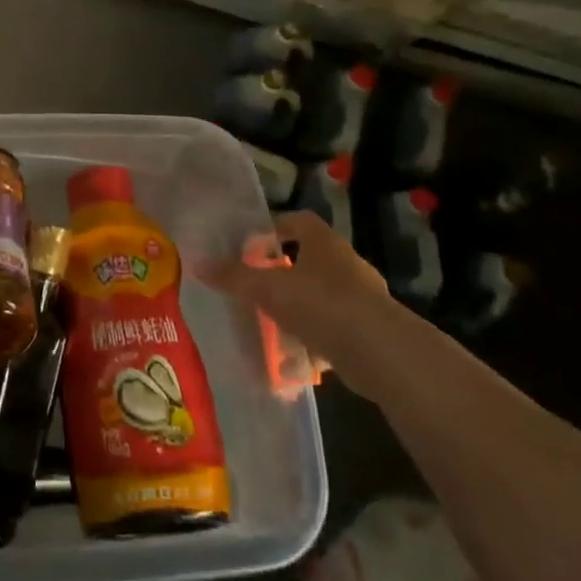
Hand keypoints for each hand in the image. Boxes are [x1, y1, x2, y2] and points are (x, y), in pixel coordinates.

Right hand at [200, 212, 389, 386]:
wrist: (382, 353)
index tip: (251, 246)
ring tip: (270, 326)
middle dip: (281, 274)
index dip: (274, 229)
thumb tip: (198, 263)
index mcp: (324, 242)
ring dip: (297, 310)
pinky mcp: (370, 330)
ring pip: (320, 297)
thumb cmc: (322, 305)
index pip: (298, 221)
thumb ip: (234, 277)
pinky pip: (333, 329)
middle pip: (308, 260)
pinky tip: (294, 359)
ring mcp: (362, 297)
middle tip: (255, 288)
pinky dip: (314, 341)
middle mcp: (345, 263)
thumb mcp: (269, 289)